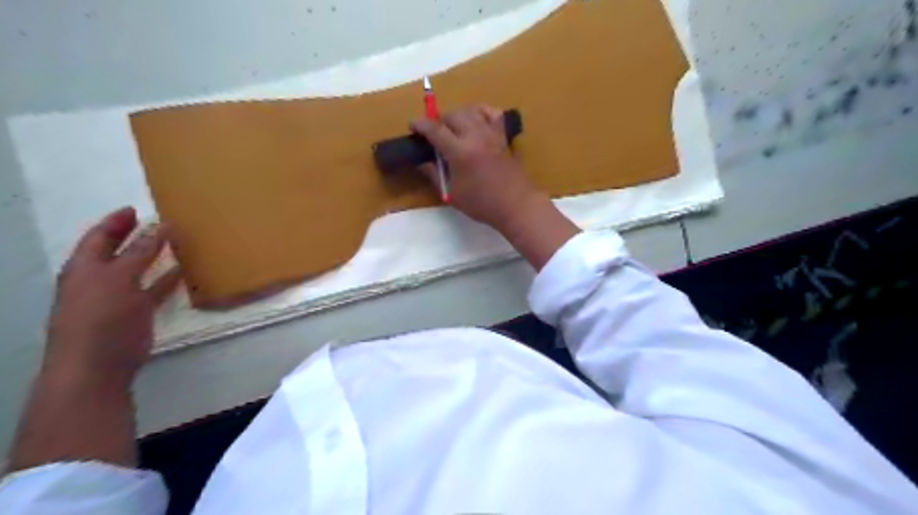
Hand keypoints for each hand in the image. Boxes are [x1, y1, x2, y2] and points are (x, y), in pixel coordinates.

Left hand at [45, 206, 183, 383]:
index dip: (115, 222)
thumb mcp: (119, 278)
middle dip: (136, 236)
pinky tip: (182, 271)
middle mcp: (99, 279)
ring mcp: (118, 296)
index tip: (136, 209)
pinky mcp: (137, 312)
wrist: (98, 363)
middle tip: (159, 222)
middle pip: (118, 251)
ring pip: (138, 269)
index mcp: (85, 267)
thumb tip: (161, 226)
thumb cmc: (101, 316)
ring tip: (176, 243)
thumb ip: (140, 252)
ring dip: (155, 256)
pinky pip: (154, 289)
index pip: (99, 237)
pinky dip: (167, 279)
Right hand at [412, 103, 574, 268]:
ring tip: (453, 128)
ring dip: (458, 115)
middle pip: (452, 115)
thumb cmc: (481, 204)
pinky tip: (476, 120)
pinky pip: (492, 113)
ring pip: (471, 110)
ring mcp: (491, 134)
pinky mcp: (503, 136)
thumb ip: (435, 174)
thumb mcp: (452, 193)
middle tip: (434, 134)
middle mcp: (475, 136)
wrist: (515, 205)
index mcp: (460, 151)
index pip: (435, 129)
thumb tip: (421, 162)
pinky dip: (481, 112)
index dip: (420, 124)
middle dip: (439, 120)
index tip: (412, 125)